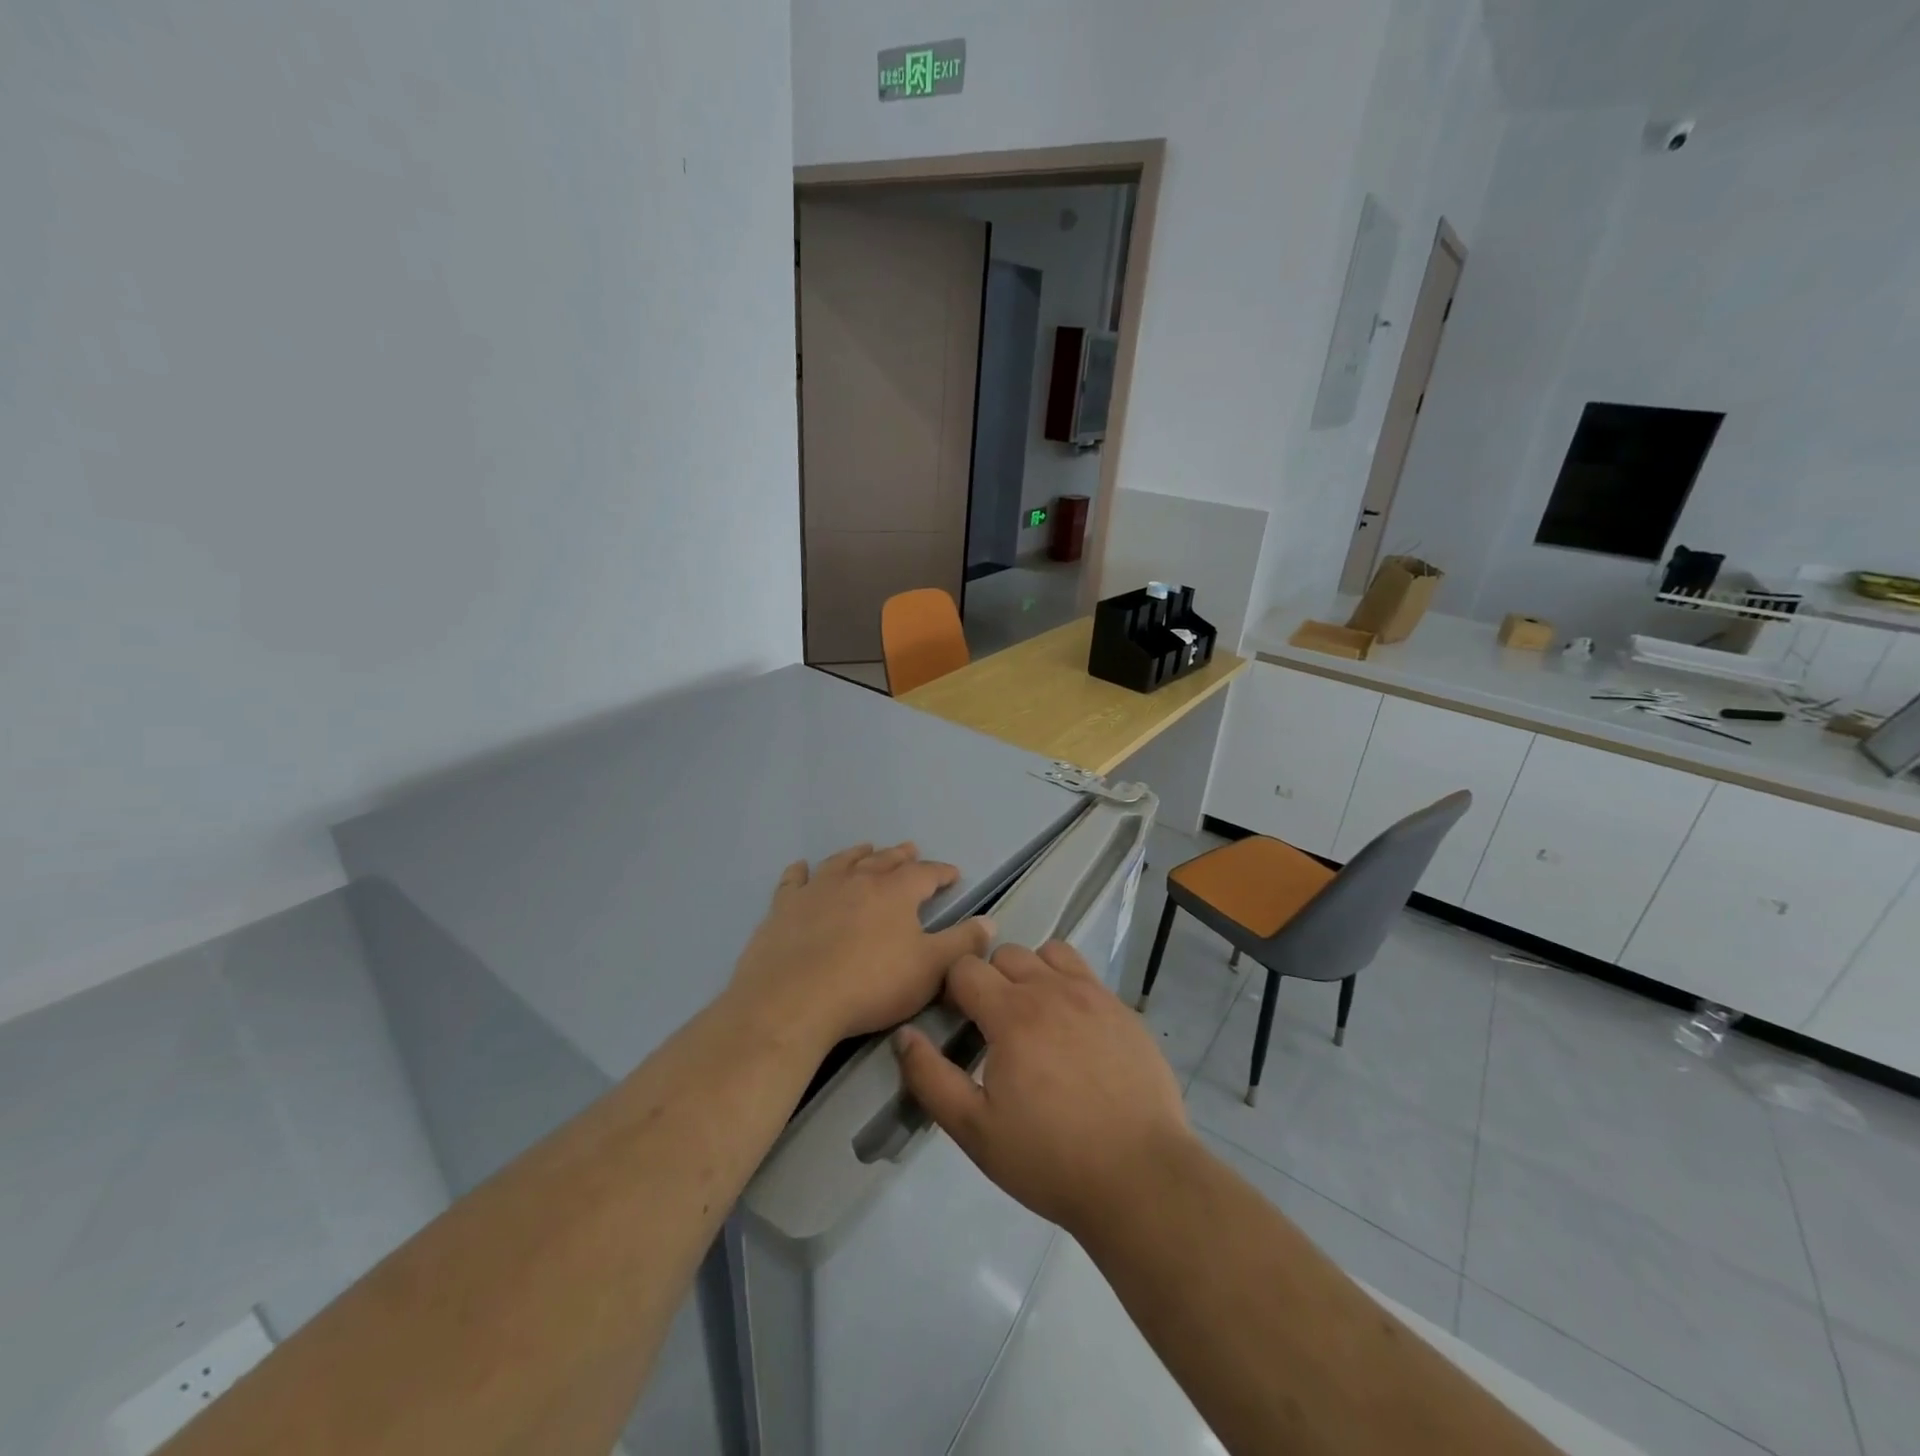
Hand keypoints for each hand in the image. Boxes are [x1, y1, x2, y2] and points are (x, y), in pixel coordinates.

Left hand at [728, 843, 993, 1048]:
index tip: (953, 874)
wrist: (793, 1000)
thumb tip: (990, 921)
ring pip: (842, 862)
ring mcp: (817, 890)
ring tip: (866, 848)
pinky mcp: (784, 907)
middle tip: (911, 850)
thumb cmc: (871, 985)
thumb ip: (962, 943)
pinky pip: (794, 881)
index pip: (925, 873)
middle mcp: (857, 880)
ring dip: (858, 854)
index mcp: (895, 892)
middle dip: (901, 856)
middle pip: (884, 860)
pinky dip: (800, 872)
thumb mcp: (930, 969)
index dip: (941, 872)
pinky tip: (801, 868)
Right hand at [893, 941, 1192, 1234]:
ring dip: (1031, 973)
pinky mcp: (1123, 1009)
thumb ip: (930, 1078)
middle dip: (990, 980)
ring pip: (1048, 953)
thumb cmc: (1049, 1158)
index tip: (958, 1022)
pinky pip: (1085, 973)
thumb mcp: (974, 1130)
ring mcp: (1093, 995)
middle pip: (1006, 954)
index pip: (966, 968)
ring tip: (1033, 1018)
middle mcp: (1052, 989)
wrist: (1140, 1178)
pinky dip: (1068, 985)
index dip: (953, 990)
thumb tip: (905, 1034)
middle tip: (993, 1025)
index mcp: (1012, 1014)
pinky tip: (1073, 1029)